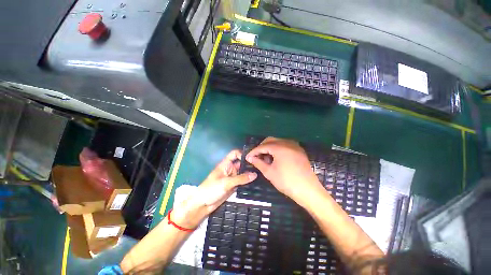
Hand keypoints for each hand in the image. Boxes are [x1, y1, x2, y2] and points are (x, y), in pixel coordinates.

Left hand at [173, 150, 256, 227]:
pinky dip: (248, 181)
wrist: (202, 205)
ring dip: (250, 173)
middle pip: (241, 163)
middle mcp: (230, 169)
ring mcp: (232, 178)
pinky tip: (257, 182)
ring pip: (243, 172)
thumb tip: (255, 174)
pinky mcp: (234, 185)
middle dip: (249, 164)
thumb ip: (241, 178)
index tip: (252, 158)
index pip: (235, 154)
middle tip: (261, 166)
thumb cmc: (211, 189)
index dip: (242, 154)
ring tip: (261, 174)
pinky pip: (242, 181)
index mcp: (226, 164)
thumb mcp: (226, 183)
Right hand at [246, 137, 324, 207]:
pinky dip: (278, 149)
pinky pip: (285, 145)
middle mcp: (287, 143)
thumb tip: (249, 158)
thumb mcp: (269, 172)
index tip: (248, 157)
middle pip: (270, 140)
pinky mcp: (299, 150)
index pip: (262, 146)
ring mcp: (295, 146)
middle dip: (261, 147)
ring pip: (278, 142)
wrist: (308, 190)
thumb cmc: (286, 181)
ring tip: (266, 158)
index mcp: (279, 147)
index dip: (254, 151)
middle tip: (256, 156)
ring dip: (270, 148)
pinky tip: (276, 158)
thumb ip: (258, 163)